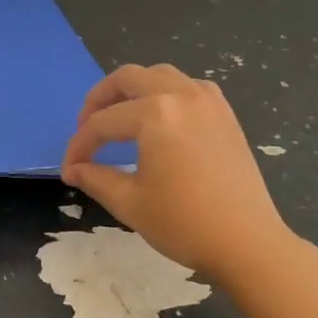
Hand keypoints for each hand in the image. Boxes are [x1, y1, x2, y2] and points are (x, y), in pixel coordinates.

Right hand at [61, 63, 294, 282]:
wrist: (248, 242)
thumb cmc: (185, 223)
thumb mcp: (130, 203)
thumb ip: (95, 178)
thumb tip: (74, 170)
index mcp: (155, 114)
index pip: (102, 123)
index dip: (79, 146)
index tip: (69, 170)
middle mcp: (181, 94)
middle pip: (128, 78)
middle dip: (99, 100)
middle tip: (85, 127)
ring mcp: (207, 100)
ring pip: (159, 74)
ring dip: (132, 90)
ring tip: (118, 116)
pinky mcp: (224, 112)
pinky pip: (186, 86)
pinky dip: (164, 93)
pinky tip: (158, 119)